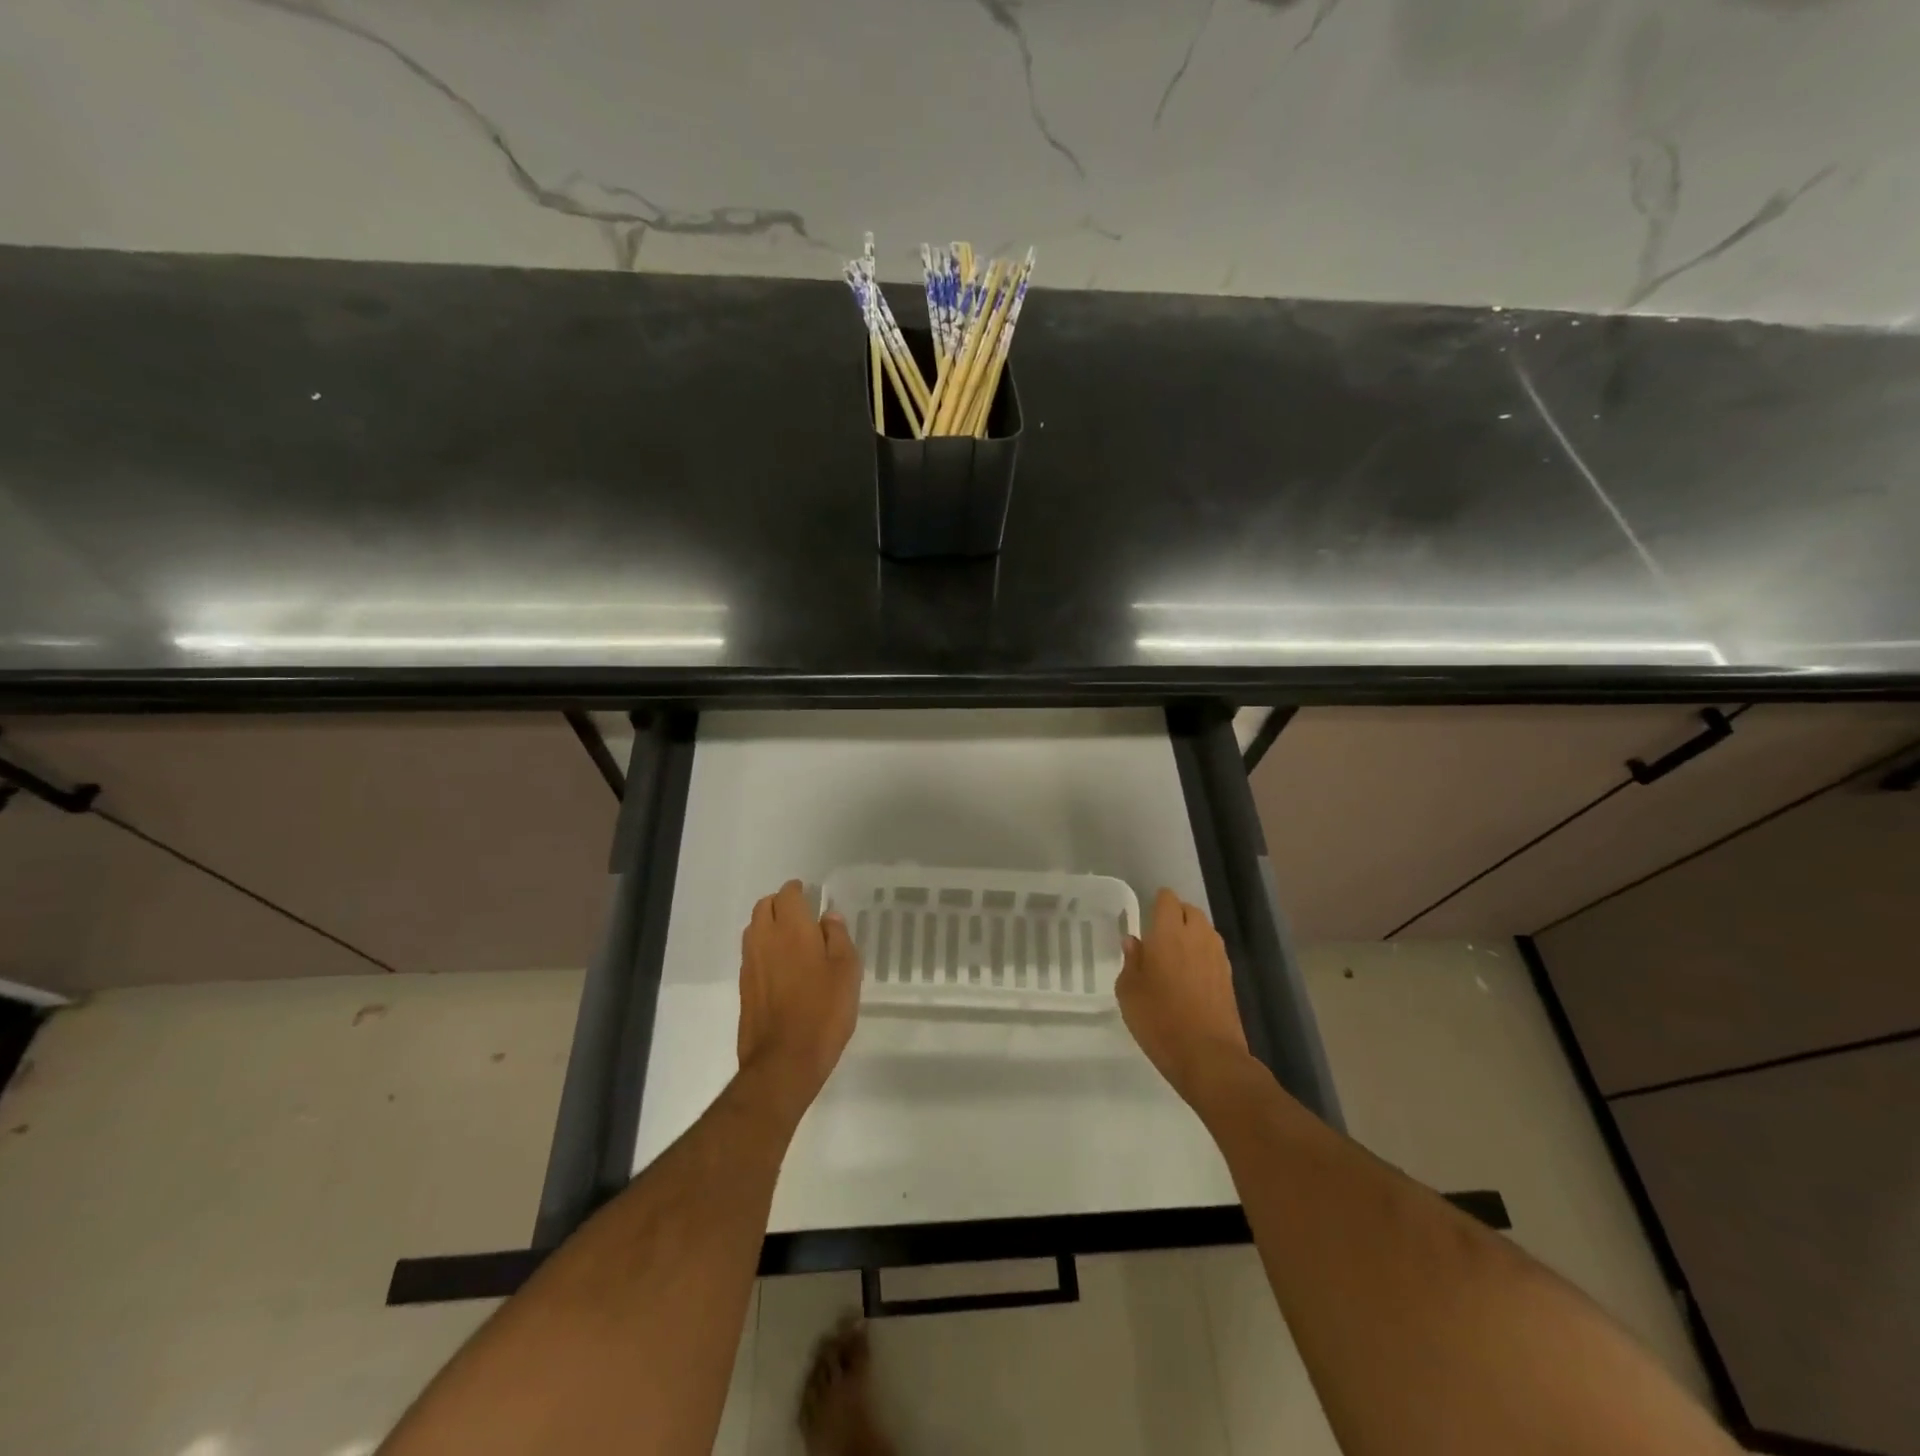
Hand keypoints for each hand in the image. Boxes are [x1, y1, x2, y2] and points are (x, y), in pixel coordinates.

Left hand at [737, 880, 860, 1122]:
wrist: (784, 1062)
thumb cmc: (823, 1012)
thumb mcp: (846, 971)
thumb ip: (838, 938)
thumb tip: (828, 917)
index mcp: (791, 929)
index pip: (787, 895)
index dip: (798, 891)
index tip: (810, 894)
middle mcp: (764, 939)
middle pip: (764, 907)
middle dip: (780, 903)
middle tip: (801, 913)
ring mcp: (750, 964)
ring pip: (754, 929)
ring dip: (769, 924)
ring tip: (792, 938)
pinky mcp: (744, 987)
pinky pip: (752, 953)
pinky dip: (764, 948)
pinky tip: (782, 966)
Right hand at [1117, 888, 1252, 1106]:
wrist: (1208, 1057)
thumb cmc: (1160, 1021)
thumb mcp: (1129, 993)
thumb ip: (1131, 962)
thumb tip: (1134, 942)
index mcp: (1169, 933)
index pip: (1167, 899)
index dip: (1157, 903)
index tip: (1146, 917)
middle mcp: (1197, 937)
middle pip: (1190, 910)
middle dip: (1176, 916)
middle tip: (1158, 937)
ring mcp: (1217, 957)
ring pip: (1205, 930)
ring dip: (1191, 934)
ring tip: (1175, 956)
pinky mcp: (1229, 978)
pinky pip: (1214, 952)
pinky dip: (1202, 955)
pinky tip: (1190, 976)